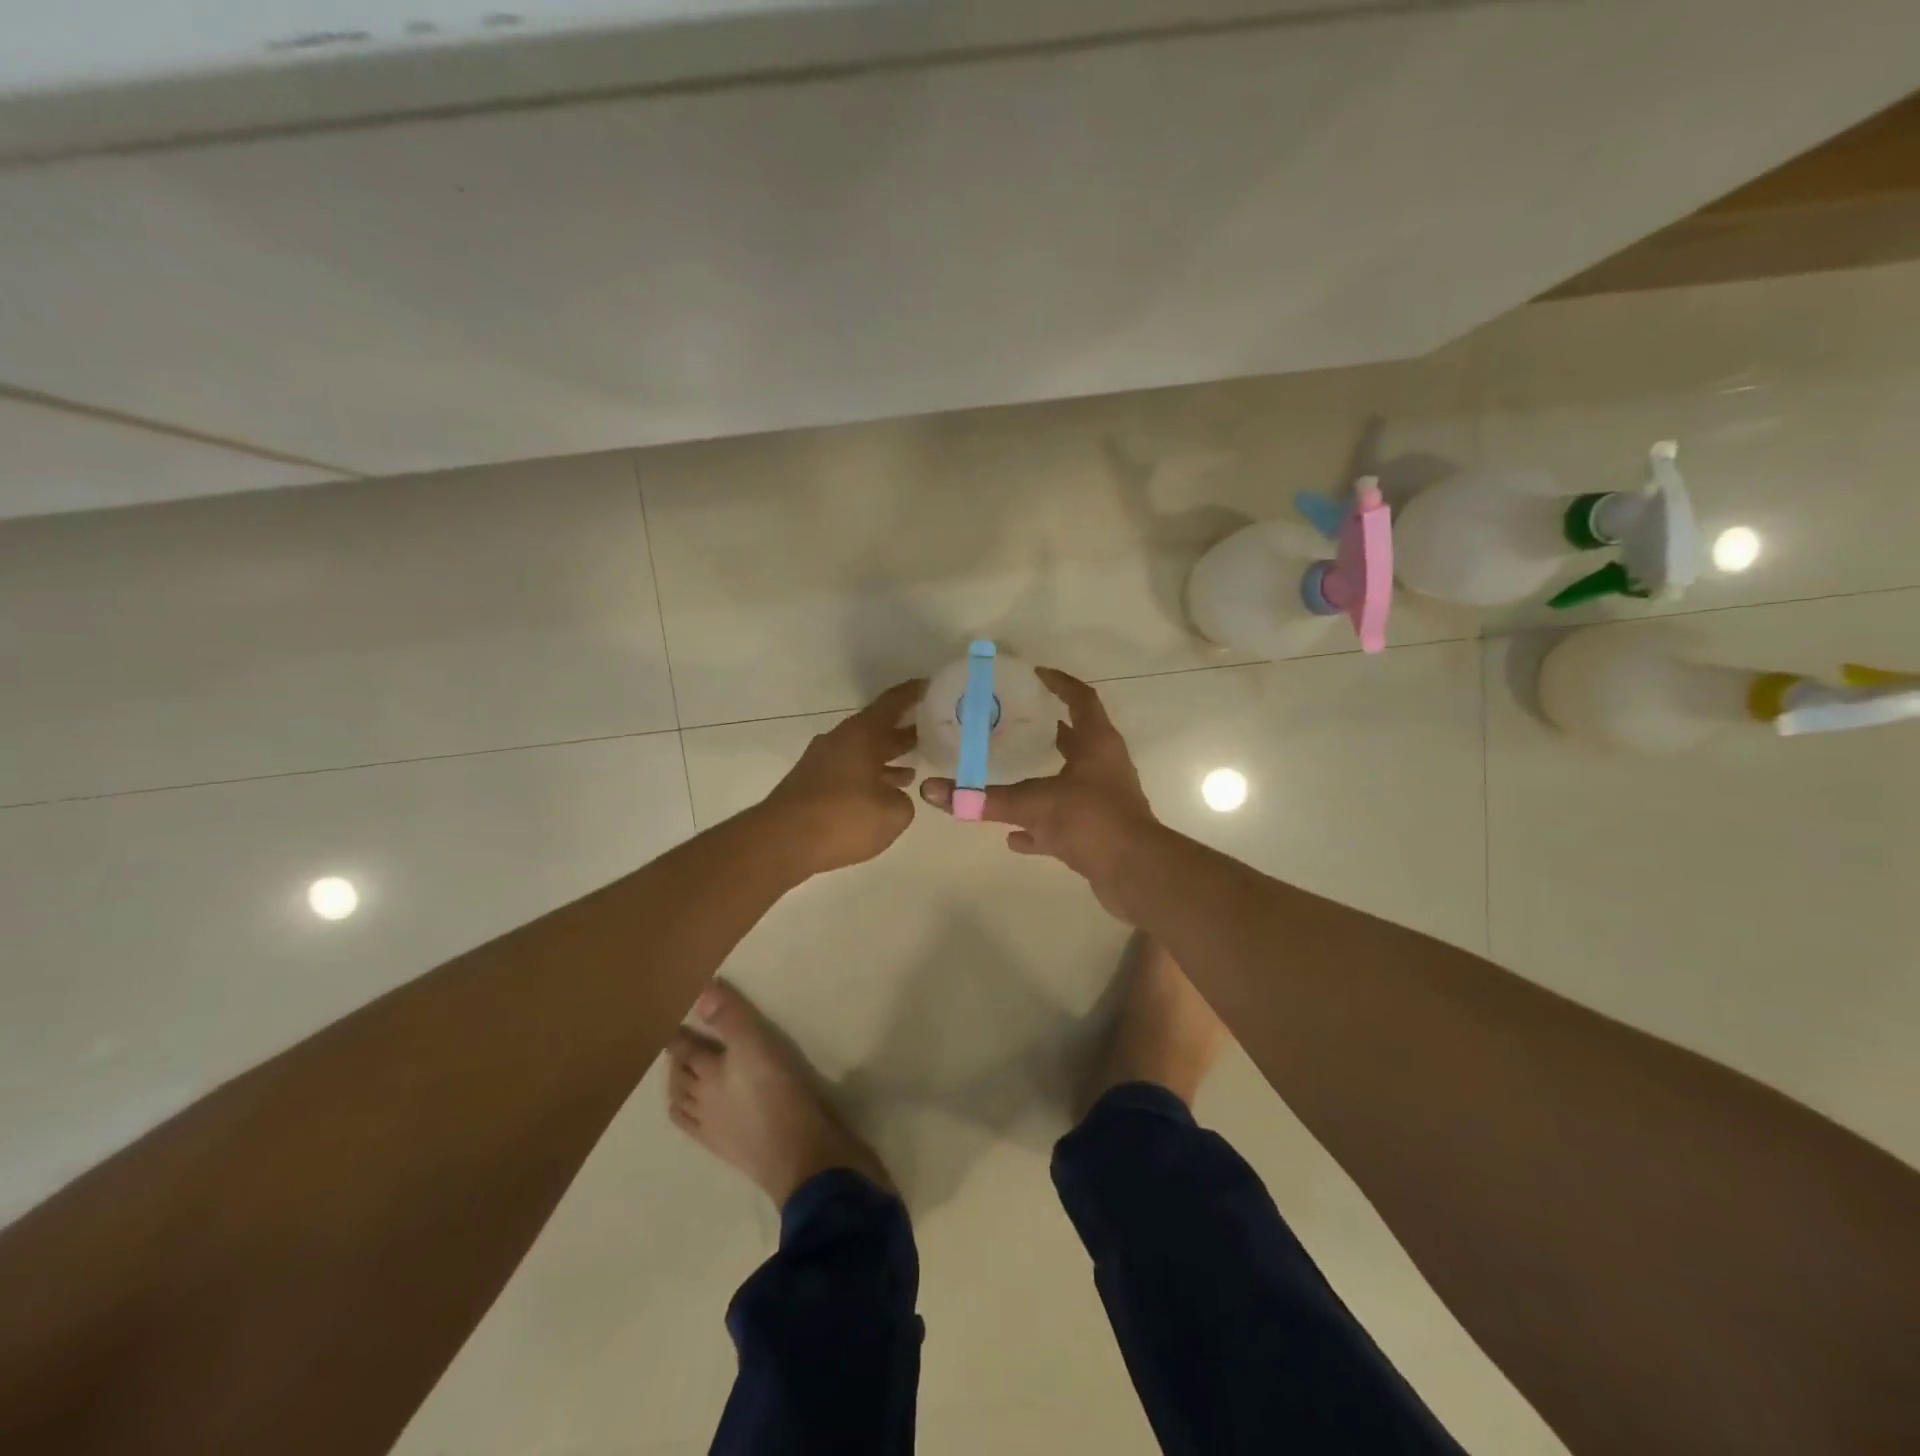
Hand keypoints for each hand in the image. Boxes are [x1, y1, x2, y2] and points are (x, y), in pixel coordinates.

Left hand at [762, 679, 924, 875]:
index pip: (892, 703)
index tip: (932, 686)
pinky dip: (869, 777)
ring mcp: (822, 762)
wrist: (781, 843)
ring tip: (914, 768)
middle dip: (905, 730)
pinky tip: (882, 794)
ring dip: (887, 758)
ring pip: (863, 752)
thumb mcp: (893, 813)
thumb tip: (894, 796)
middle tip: (935, 732)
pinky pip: (850, 772)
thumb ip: (903, 799)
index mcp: (861, 735)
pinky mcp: (812, 784)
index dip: (914, 693)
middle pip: (877, 728)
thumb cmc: (843, 818)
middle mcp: (840, 740)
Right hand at [921, 668, 1158, 916]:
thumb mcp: (1032, 804)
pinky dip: (1040, 827)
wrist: (1134, 873)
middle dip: (1046, 730)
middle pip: (1075, 738)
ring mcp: (1104, 801)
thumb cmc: (1090, 820)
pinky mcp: (1100, 833)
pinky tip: (1014, 836)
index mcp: (1097, 744)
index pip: (1081, 699)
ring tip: (1010, 773)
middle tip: (1011, 724)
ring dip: (1044, 778)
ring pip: (1070, 781)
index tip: (1035, 675)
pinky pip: (1065, 822)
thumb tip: (930, 790)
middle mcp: (1104, 767)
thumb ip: (982, 798)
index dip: (1060, 684)